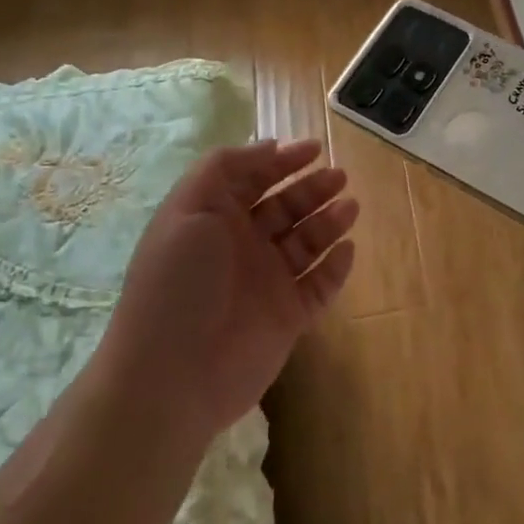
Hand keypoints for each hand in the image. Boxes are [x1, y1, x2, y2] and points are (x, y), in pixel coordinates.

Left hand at [98, 139, 357, 438]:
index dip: (282, 161)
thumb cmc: (179, 282)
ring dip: (329, 221)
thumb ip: (225, 168)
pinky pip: (320, 285)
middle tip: (340, 177)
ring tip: (350, 207)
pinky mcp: (288, 316)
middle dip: (312, 188)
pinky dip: (336, 267)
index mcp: (214, 219)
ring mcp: (266, 282)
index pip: (253, 180)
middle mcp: (242, 246)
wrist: (173, 376)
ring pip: (306, 243)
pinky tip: (347, 249)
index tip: (315, 148)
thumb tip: (267, 147)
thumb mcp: (189, 207)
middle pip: (285, 207)